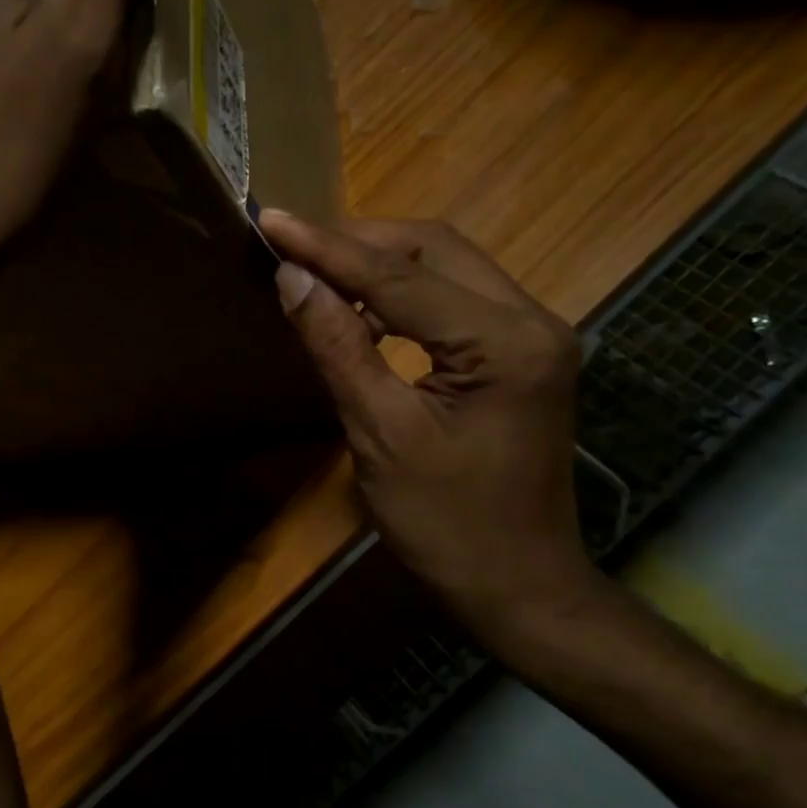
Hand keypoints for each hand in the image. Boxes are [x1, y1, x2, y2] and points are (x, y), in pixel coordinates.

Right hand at [260, 211, 604, 631]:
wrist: (520, 587)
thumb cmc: (447, 525)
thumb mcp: (380, 435)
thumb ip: (338, 348)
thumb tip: (293, 278)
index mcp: (505, 342)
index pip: (401, 277)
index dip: (328, 248)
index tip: (271, 220)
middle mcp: (532, 320)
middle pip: (435, 249)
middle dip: (358, 242)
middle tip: (293, 245)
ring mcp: (534, 334)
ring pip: (448, 267)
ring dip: (381, 264)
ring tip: (317, 272)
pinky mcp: (522, 354)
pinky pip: (455, 300)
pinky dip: (404, 295)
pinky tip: (361, 311)